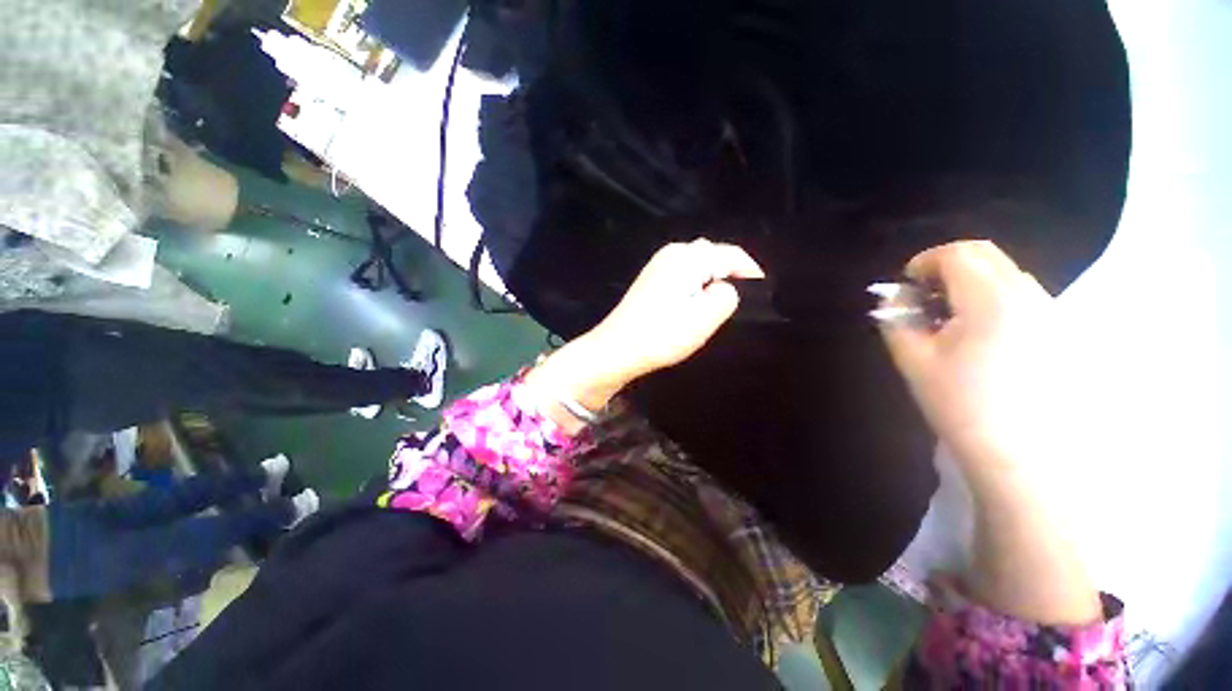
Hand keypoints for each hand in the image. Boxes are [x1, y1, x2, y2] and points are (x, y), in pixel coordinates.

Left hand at [524, 239, 763, 427]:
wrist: (616, 349)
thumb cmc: (661, 335)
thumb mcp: (704, 317)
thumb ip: (727, 296)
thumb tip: (726, 287)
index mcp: (687, 257)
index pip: (731, 254)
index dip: (752, 271)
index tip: (765, 293)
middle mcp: (672, 253)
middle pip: (713, 256)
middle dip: (732, 274)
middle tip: (744, 300)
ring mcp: (658, 265)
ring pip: (698, 266)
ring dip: (713, 280)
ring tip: (723, 303)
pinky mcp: (651, 280)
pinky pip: (683, 275)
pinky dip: (696, 285)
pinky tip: (696, 304)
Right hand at [878, 241, 1101, 624]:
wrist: (1024, 458)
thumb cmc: (962, 407)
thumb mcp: (915, 362)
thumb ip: (898, 322)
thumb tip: (893, 300)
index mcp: (990, 301)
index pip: (958, 253)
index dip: (925, 262)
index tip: (906, 286)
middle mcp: (1028, 296)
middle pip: (986, 256)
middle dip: (947, 268)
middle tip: (924, 300)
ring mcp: (1050, 313)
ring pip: (1005, 274)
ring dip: (970, 285)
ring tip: (948, 322)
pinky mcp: (1058, 331)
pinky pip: (1021, 296)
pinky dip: (992, 300)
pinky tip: (979, 337)